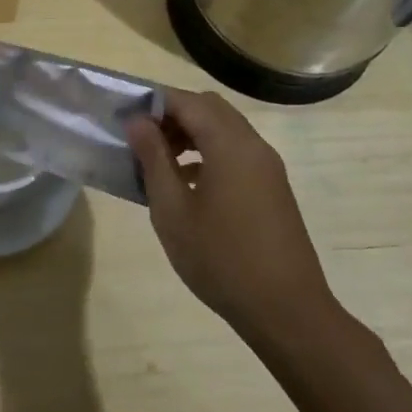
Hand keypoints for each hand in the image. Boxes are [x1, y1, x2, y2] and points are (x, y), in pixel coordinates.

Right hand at [126, 89, 339, 346]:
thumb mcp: (172, 210)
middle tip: (142, 141)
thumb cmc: (220, 258)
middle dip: (173, 115)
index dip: (153, 103)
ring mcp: (268, 167)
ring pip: (225, 130)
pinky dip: (209, 153)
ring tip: (160, 163)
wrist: (286, 310)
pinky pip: (236, 152)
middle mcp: (253, 146)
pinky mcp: (273, 188)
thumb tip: (138, 122)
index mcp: (229, 145)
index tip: (125, 121)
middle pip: (209, 109)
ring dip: (191, 134)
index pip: (187, 101)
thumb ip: (154, 159)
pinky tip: (188, 186)